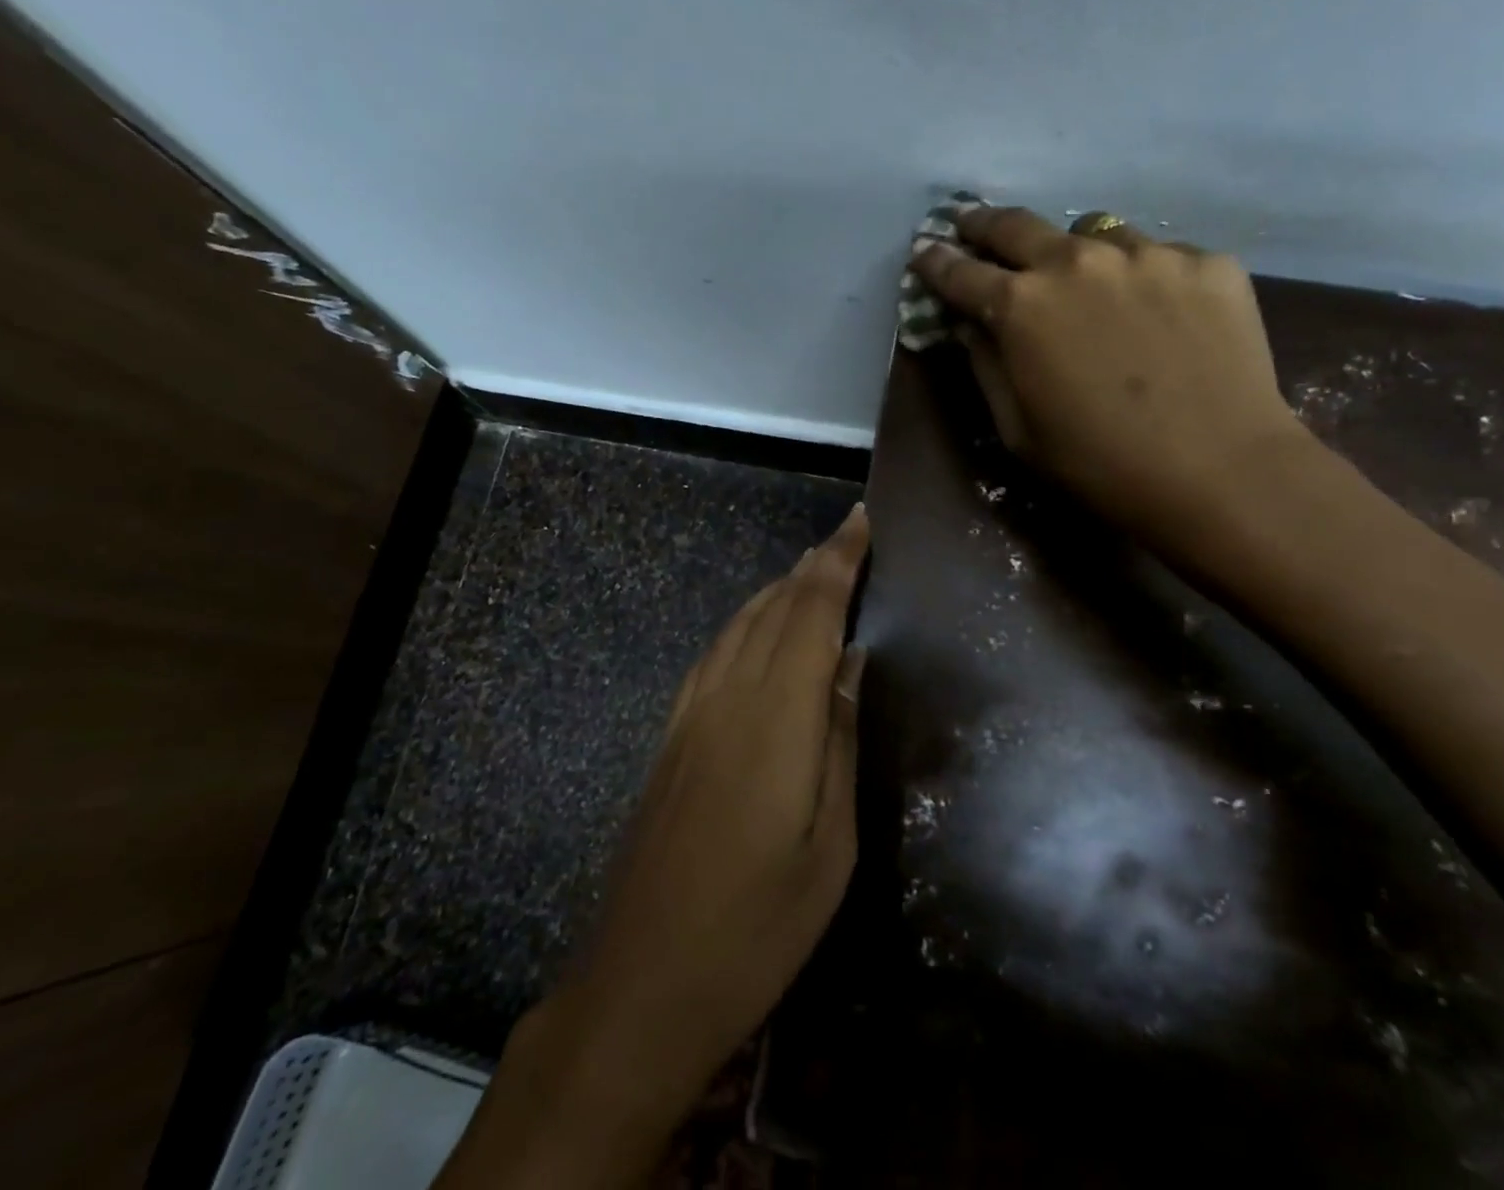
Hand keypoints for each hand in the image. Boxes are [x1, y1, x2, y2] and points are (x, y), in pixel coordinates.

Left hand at [437, 504, 870, 1189]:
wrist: (642, 983)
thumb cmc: (758, 927)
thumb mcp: (830, 846)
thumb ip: (841, 741)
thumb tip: (852, 663)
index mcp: (777, 717)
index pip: (812, 611)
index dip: (839, 560)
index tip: (862, 520)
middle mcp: (729, 696)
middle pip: (775, 606)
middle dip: (815, 565)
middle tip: (848, 537)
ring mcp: (692, 714)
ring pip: (740, 623)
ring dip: (779, 588)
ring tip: (812, 569)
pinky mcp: (671, 735)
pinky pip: (714, 653)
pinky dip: (744, 621)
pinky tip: (755, 628)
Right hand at [910, 207, 1309, 562]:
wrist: (1220, 472)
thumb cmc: (1099, 464)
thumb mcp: (1018, 429)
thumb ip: (986, 365)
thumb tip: (969, 323)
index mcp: (1021, 306)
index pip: (960, 272)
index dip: (935, 261)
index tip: (924, 251)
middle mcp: (1077, 261)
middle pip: (1016, 225)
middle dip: (984, 224)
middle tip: (972, 225)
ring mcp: (1147, 254)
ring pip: (1094, 234)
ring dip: (1075, 253)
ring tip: (1086, 283)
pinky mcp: (1207, 262)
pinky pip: (1159, 257)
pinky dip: (1143, 277)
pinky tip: (1161, 316)